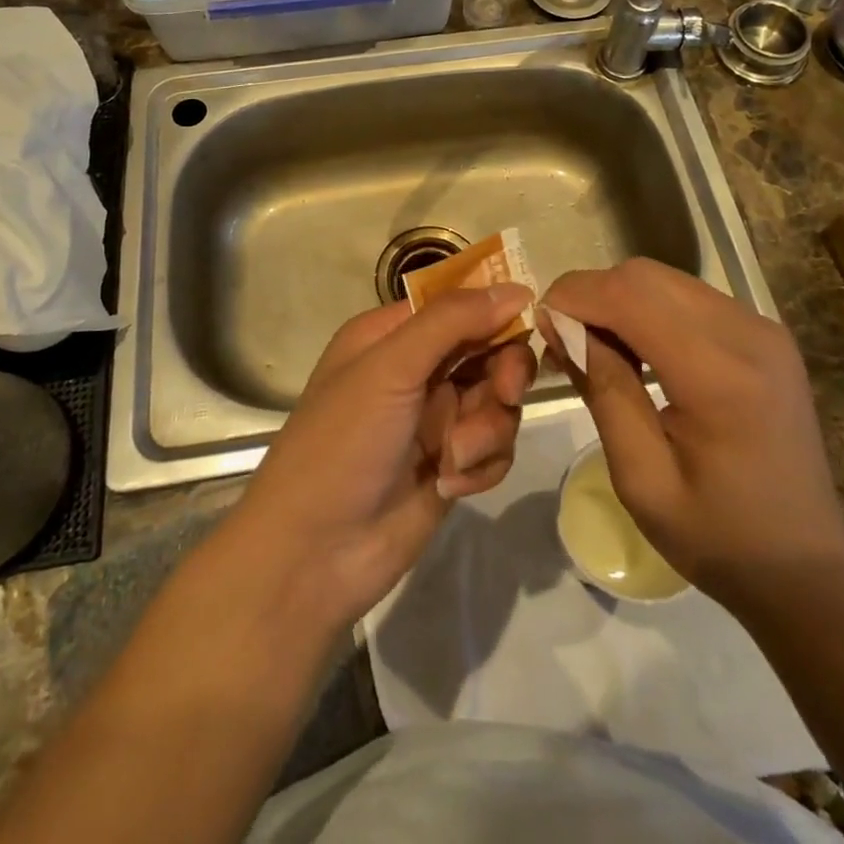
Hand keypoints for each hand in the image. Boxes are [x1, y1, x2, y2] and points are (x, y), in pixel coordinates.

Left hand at [225, 284, 536, 633]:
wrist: (315, 554)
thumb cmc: (343, 443)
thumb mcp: (390, 368)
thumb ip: (452, 322)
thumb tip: (516, 288)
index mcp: (392, 335)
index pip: (459, 304)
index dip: (495, 310)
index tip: (529, 322)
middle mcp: (418, 370)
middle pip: (490, 351)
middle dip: (503, 374)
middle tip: (506, 393)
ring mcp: (437, 420)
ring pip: (499, 403)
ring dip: (487, 429)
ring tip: (453, 457)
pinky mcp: (453, 464)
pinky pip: (495, 448)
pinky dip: (482, 464)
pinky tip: (450, 483)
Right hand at [541, 258, 843, 607]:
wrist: (807, 565)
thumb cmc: (718, 536)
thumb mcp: (641, 477)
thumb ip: (603, 389)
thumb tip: (561, 325)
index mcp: (719, 375)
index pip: (630, 295)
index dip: (574, 297)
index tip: (540, 325)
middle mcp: (747, 333)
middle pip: (645, 276)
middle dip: (592, 295)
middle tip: (564, 341)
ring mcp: (762, 327)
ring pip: (665, 279)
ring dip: (619, 300)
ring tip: (596, 347)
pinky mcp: (764, 332)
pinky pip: (688, 296)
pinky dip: (648, 309)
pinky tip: (637, 350)